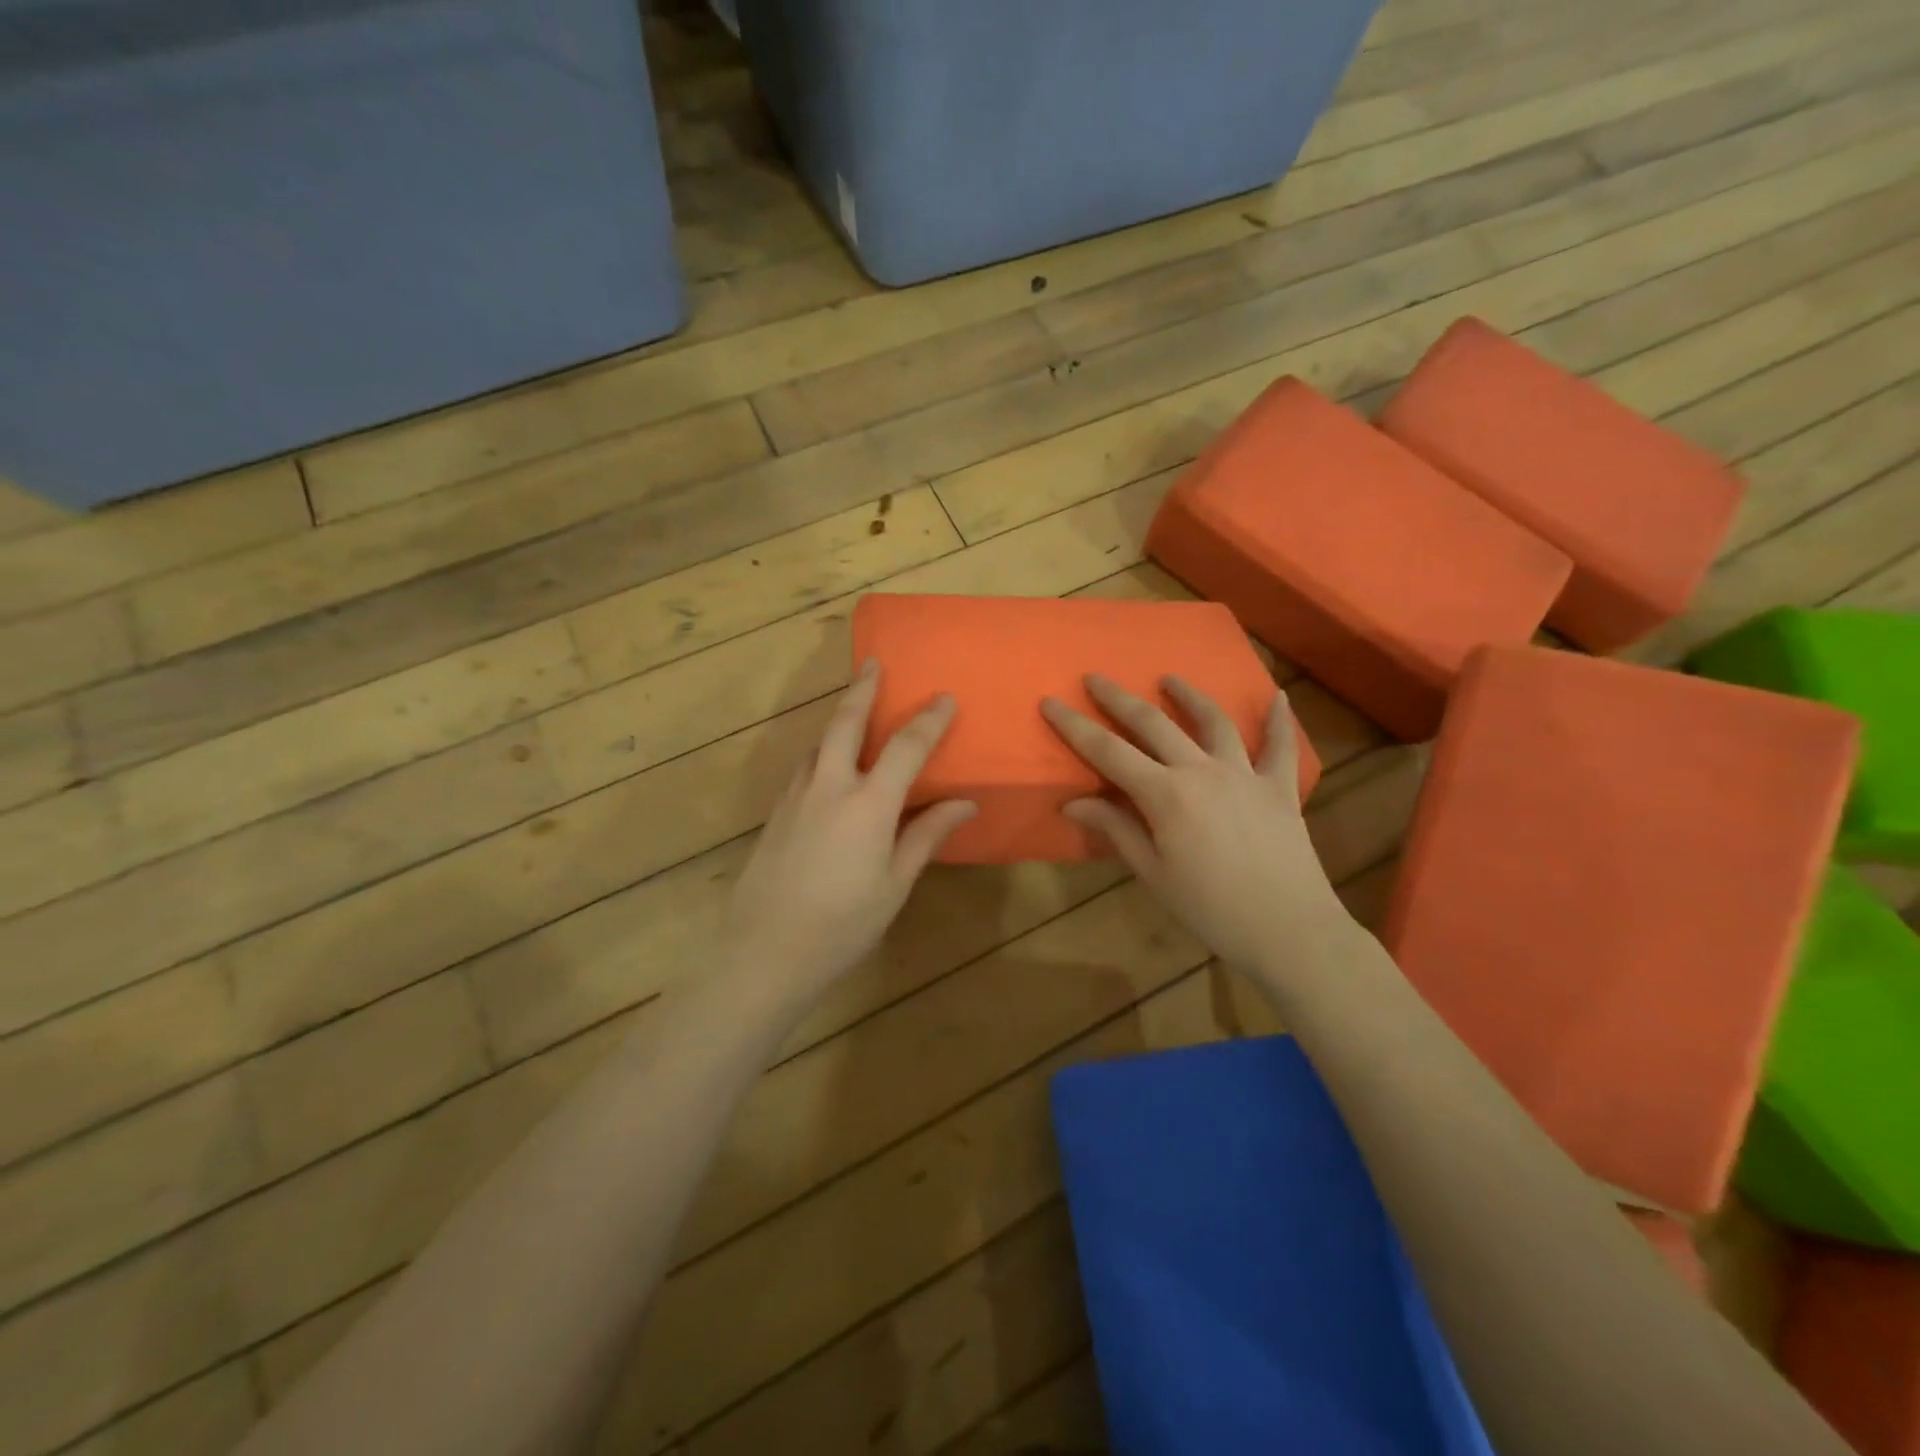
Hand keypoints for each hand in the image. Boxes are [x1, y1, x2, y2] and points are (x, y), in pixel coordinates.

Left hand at [724, 660, 976, 994]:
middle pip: (846, 723)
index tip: (944, 697)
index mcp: (868, 804)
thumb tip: (963, 803)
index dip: (928, 720)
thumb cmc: (842, 924)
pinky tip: (826, 765)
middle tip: (872, 664)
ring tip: (851, 708)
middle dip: (862, 690)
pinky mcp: (776, 814)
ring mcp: (796, 798)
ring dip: (837, 718)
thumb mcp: (894, 884)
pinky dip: (821, 752)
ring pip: (818, 743)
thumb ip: (926, 836)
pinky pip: (803, 768)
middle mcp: (829, 787)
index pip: (905, 747)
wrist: (764, 953)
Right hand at [1041, 675, 1345, 972]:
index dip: (1075, 726)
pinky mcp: (1279, 787)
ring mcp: (1245, 774)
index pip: (1108, 752)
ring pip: (1213, 722)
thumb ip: (1116, 829)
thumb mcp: (1153, 874)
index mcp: (1166, 795)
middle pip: (1153, 724)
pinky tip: (1278, 695)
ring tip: (1170, 679)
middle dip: (1119, 699)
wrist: (1289, 930)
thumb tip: (1073, 801)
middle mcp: (1202, 771)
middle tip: (1095, 678)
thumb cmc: (1210, 909)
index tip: (1051, 701)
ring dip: (1188, 696)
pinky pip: (1279, 746)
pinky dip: (1279, 719)